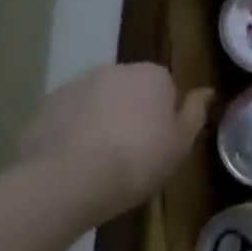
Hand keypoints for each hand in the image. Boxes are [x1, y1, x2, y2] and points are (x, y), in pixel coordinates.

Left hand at [18, 64, 210, 222]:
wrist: (69, 180)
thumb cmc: (139, 159)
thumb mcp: (182, 142)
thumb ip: (195, 112)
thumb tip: (207, 91)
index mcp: (152, 74)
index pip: (165, 85)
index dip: (164, 113)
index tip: (161, 140)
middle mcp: (113, 70)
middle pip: (129, 89)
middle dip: (131, 111)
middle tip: (132, 150)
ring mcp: (74, 86)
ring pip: (96, 101)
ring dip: (100, 119)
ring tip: (99, 160)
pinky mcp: (44, 108)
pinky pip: (67, 118)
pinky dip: (71, 133)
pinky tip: (73, 163)